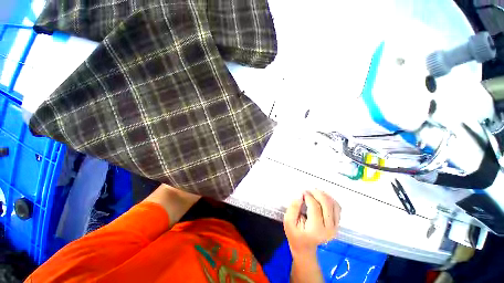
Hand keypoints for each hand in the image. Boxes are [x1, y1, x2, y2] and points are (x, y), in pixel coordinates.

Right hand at [283, 189, 340, 256]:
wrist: (305, 247)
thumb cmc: (295, 234)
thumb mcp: (288, 222)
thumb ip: (293, 208)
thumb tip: (300, 196)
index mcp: (316, 229)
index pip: (315, 206)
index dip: (308, 196)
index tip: (301, 192)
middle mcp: (329, 228)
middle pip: (326, 203)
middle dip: (316, 193)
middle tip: (307, 191)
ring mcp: (335, 227)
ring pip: (333, 204)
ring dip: (324, 195)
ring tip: (313, 193)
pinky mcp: (337, 224)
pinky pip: (337, 207)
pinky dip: (330, 199)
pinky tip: (321, 198)